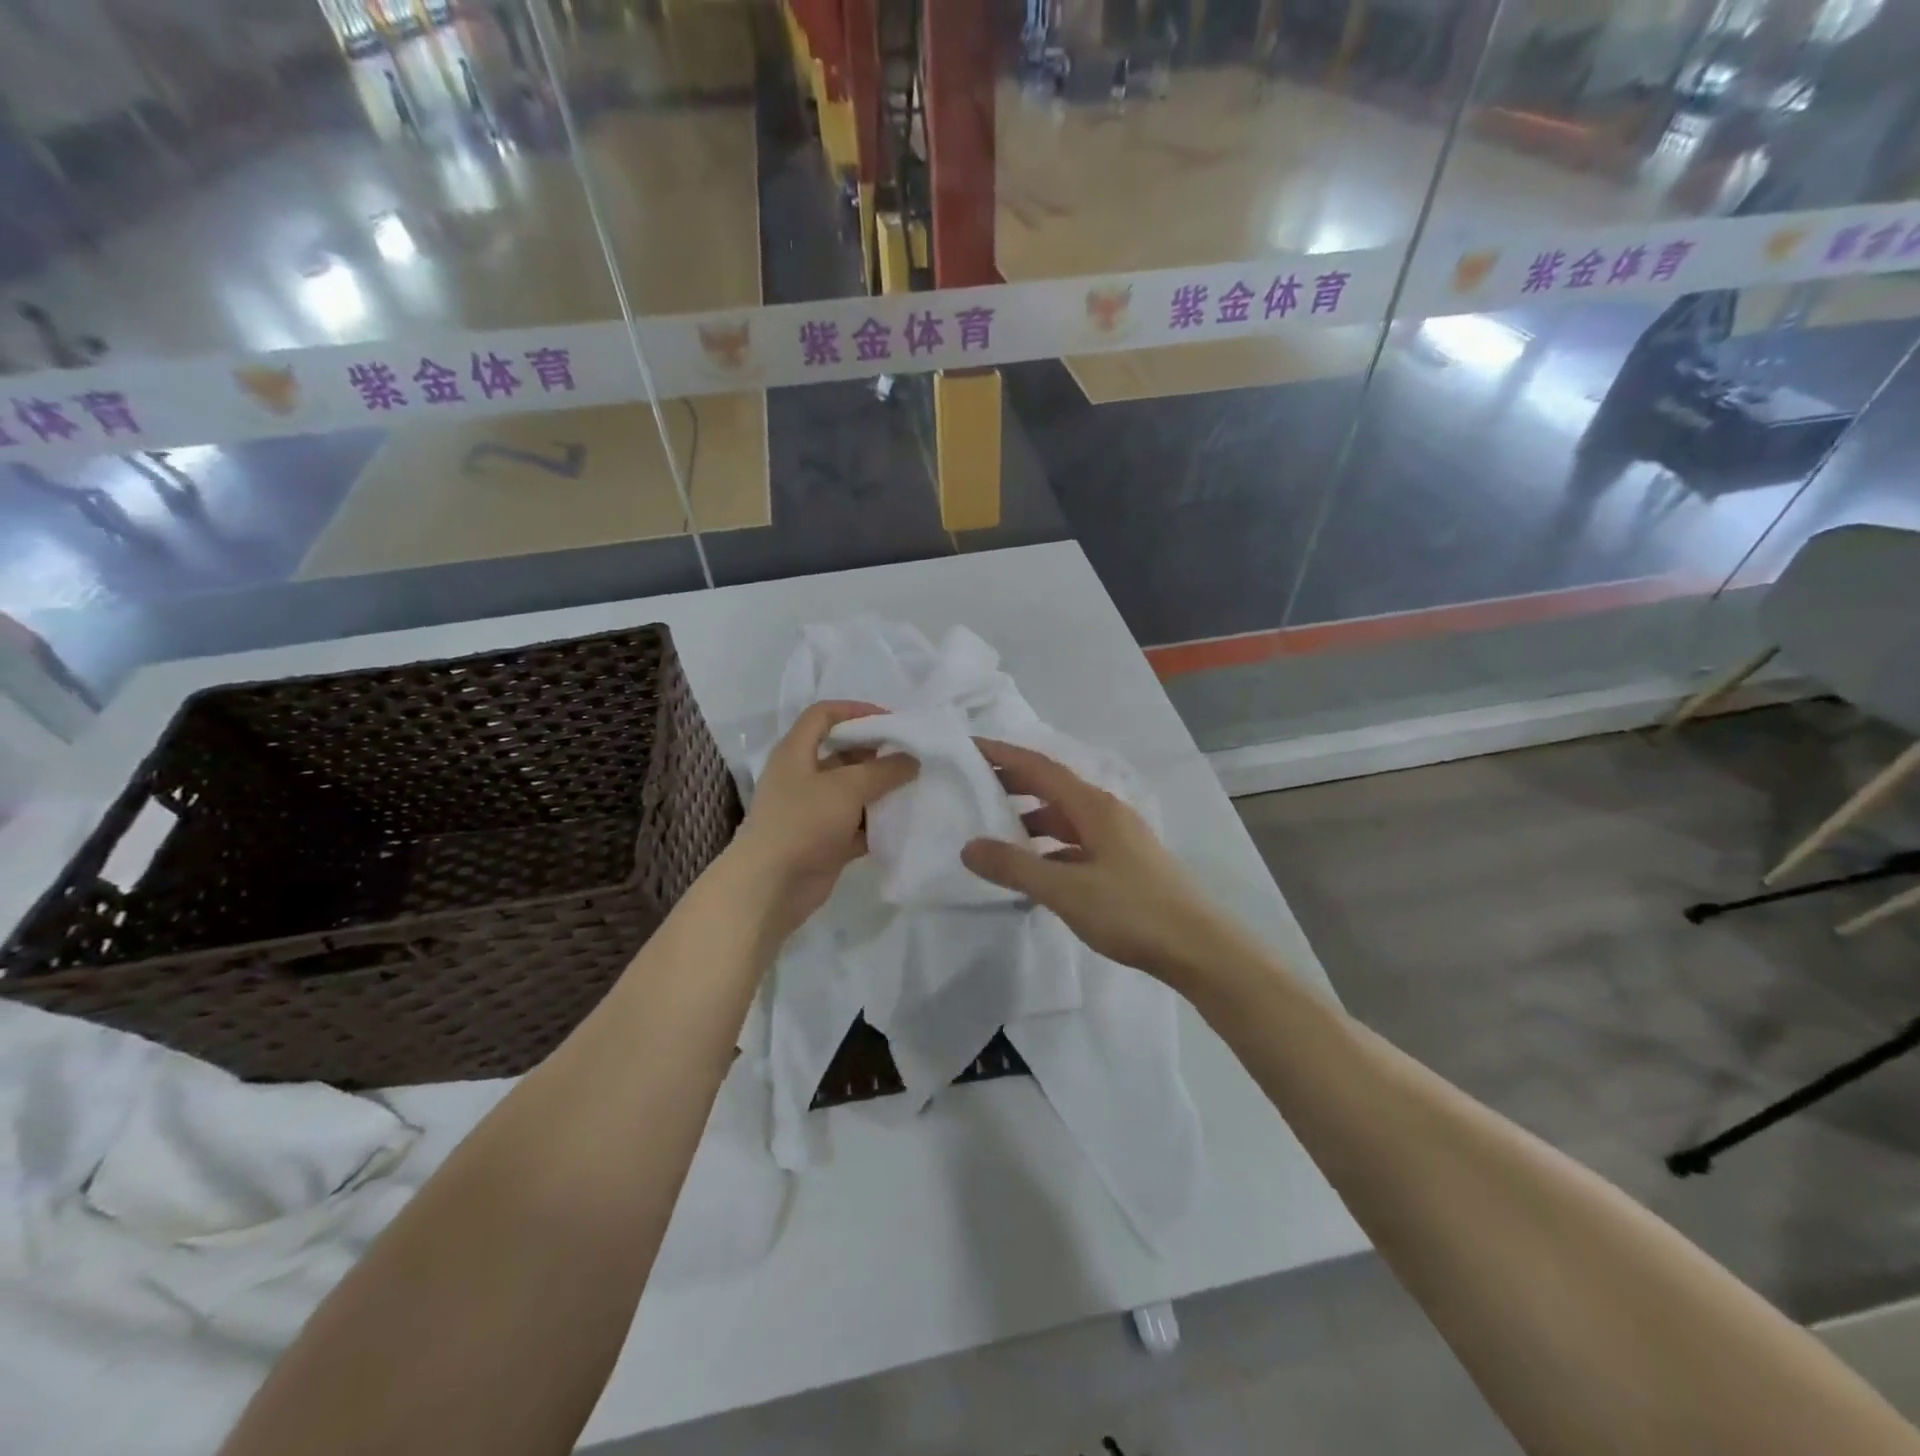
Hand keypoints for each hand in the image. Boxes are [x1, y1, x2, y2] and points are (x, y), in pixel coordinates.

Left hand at [733, 701, 918, 937]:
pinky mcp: (825, 840)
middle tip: (912, 756)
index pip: (824, 714)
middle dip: (877, 753)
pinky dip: (877, 823)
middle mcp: (803, 776)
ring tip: (916, 787)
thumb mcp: (847, 787)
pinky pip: (857, 824)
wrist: (770, 886)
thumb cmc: (803, 822)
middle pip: (843, 753)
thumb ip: (884, 770)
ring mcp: (813, 810)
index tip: (890, 721)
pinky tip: (905, 822)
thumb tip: (912, 759)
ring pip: (853, 791)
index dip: (855, 710)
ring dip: (881, 790)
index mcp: (796, 751)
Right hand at [960, 739, 1234, 987]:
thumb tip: (969, 847)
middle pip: (1052, 789)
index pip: (1040, 768)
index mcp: (1094, 807)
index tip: (970, 747)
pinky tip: (1035, 870)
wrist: (1199, 949)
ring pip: (1065, 819)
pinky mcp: (1125, 866)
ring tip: (996, 832)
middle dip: (1013, 784)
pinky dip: (1050, 848)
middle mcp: (1107, 814)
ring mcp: (1119, 840)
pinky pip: (1076, 845)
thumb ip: (1016, 867)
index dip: (1004, 755)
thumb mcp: (1066, 889)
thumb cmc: (1132, 911)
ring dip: (1031, 819)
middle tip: (974, 787)